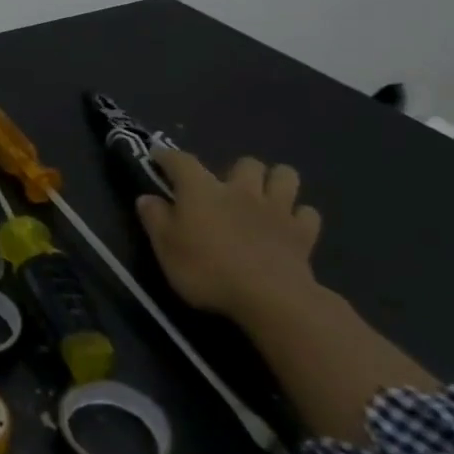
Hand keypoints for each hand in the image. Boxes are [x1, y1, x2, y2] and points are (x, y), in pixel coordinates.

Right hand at [135, 151, 321, 318]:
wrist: (270, 298)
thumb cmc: (207, 270)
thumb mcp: (165, 247)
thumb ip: (154, 218)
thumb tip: (147, 198)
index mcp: (202, 190)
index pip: (181, 160)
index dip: (168, 156)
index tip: (158, 156)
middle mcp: (241, 190)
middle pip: (246, 163)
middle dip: (238, 170)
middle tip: (227, 189)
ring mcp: (277, 210)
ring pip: (285, 176)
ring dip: (275, 182)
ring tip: (264, 198)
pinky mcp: (303, 233)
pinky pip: (307, 213)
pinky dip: (298, 216)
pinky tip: (288, 227)